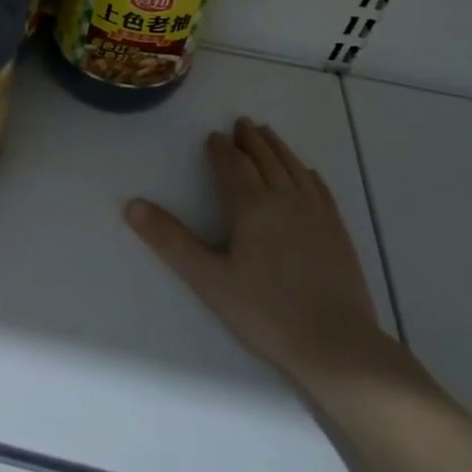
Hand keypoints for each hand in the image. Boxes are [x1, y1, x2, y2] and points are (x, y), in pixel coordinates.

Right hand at [124, 118, 404, 392]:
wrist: (339, 348)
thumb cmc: (266, 313)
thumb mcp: (208, 279)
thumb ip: (170, 240)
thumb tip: (132, 205)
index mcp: (251, 207)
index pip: (233, 165)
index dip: (220, 149)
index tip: (212, 137)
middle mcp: (285, 200)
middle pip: (265, 159)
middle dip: (250, 140)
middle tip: (240, 123)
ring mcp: (317, 214)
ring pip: (294, 167)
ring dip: (278, 148)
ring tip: (267, 134)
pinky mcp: (339, 232)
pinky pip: (320, 189)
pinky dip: (307, 172)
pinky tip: (307, 172)